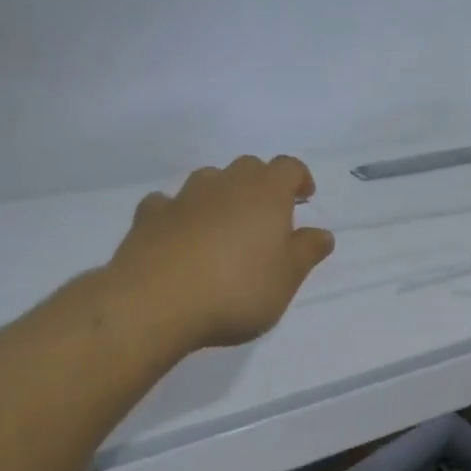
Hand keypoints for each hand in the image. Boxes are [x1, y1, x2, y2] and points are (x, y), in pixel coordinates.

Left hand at [107, 155, 334, 349]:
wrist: (154, 303)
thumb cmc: (236, 289)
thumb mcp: (287, 278)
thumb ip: (307, 251)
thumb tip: (322, 233)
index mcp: (266, 193)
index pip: (289, 167)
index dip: (299, 179)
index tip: (303, 200)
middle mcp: (226, 183)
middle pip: (249, 167)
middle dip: (260, 185)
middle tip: (266, 218)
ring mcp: (184, 197)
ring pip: (208, 180)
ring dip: (220, 195)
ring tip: (223, 227)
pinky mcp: (149, 217)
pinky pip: (168, 204)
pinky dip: (178, 213)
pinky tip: (178, 236)